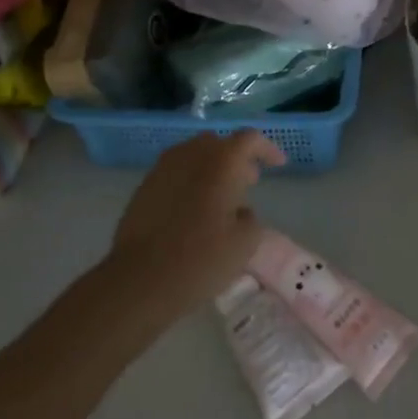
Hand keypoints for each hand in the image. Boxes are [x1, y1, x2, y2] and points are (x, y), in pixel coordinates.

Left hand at [103, 131, 285, 324]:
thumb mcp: (244, 244)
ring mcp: (163, 168)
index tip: (278, 164)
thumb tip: (239, 212)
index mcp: (221, 162)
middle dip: (237, 158)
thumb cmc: (200, 259)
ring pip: (195, 155)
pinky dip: (191, 180)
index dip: (267, 149)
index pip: (249, 139)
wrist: (139, 279)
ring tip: (221, 197)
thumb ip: (250, 218)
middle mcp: (191, 155)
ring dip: (212, 168)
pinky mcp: (145, 185)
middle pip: (219, 143)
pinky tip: (194, 208)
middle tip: (250, 182)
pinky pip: (176, 171)